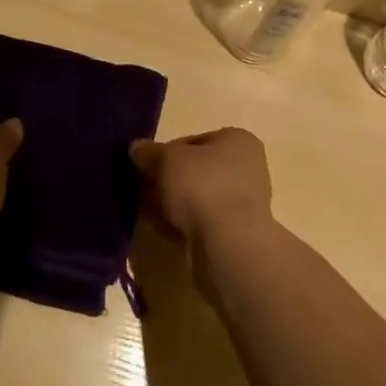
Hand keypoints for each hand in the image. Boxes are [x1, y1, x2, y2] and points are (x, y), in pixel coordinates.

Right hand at [130, 127, 273, 249]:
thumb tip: (137, 149)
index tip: (147, 167)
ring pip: (199, 198)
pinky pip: (204, 222)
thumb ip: (148, 152)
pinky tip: (167, 232)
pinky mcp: (238, 233)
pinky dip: (185, 225)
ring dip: (175, 204)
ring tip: (153, 213)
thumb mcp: (165, 159)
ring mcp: (246, 203)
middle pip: (196, 170)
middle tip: (146, 191)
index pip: (193, 141)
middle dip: (170, 180)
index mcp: (238, 140)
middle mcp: (248, 168)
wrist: (228, 245)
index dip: (166, 153)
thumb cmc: (201, 187)